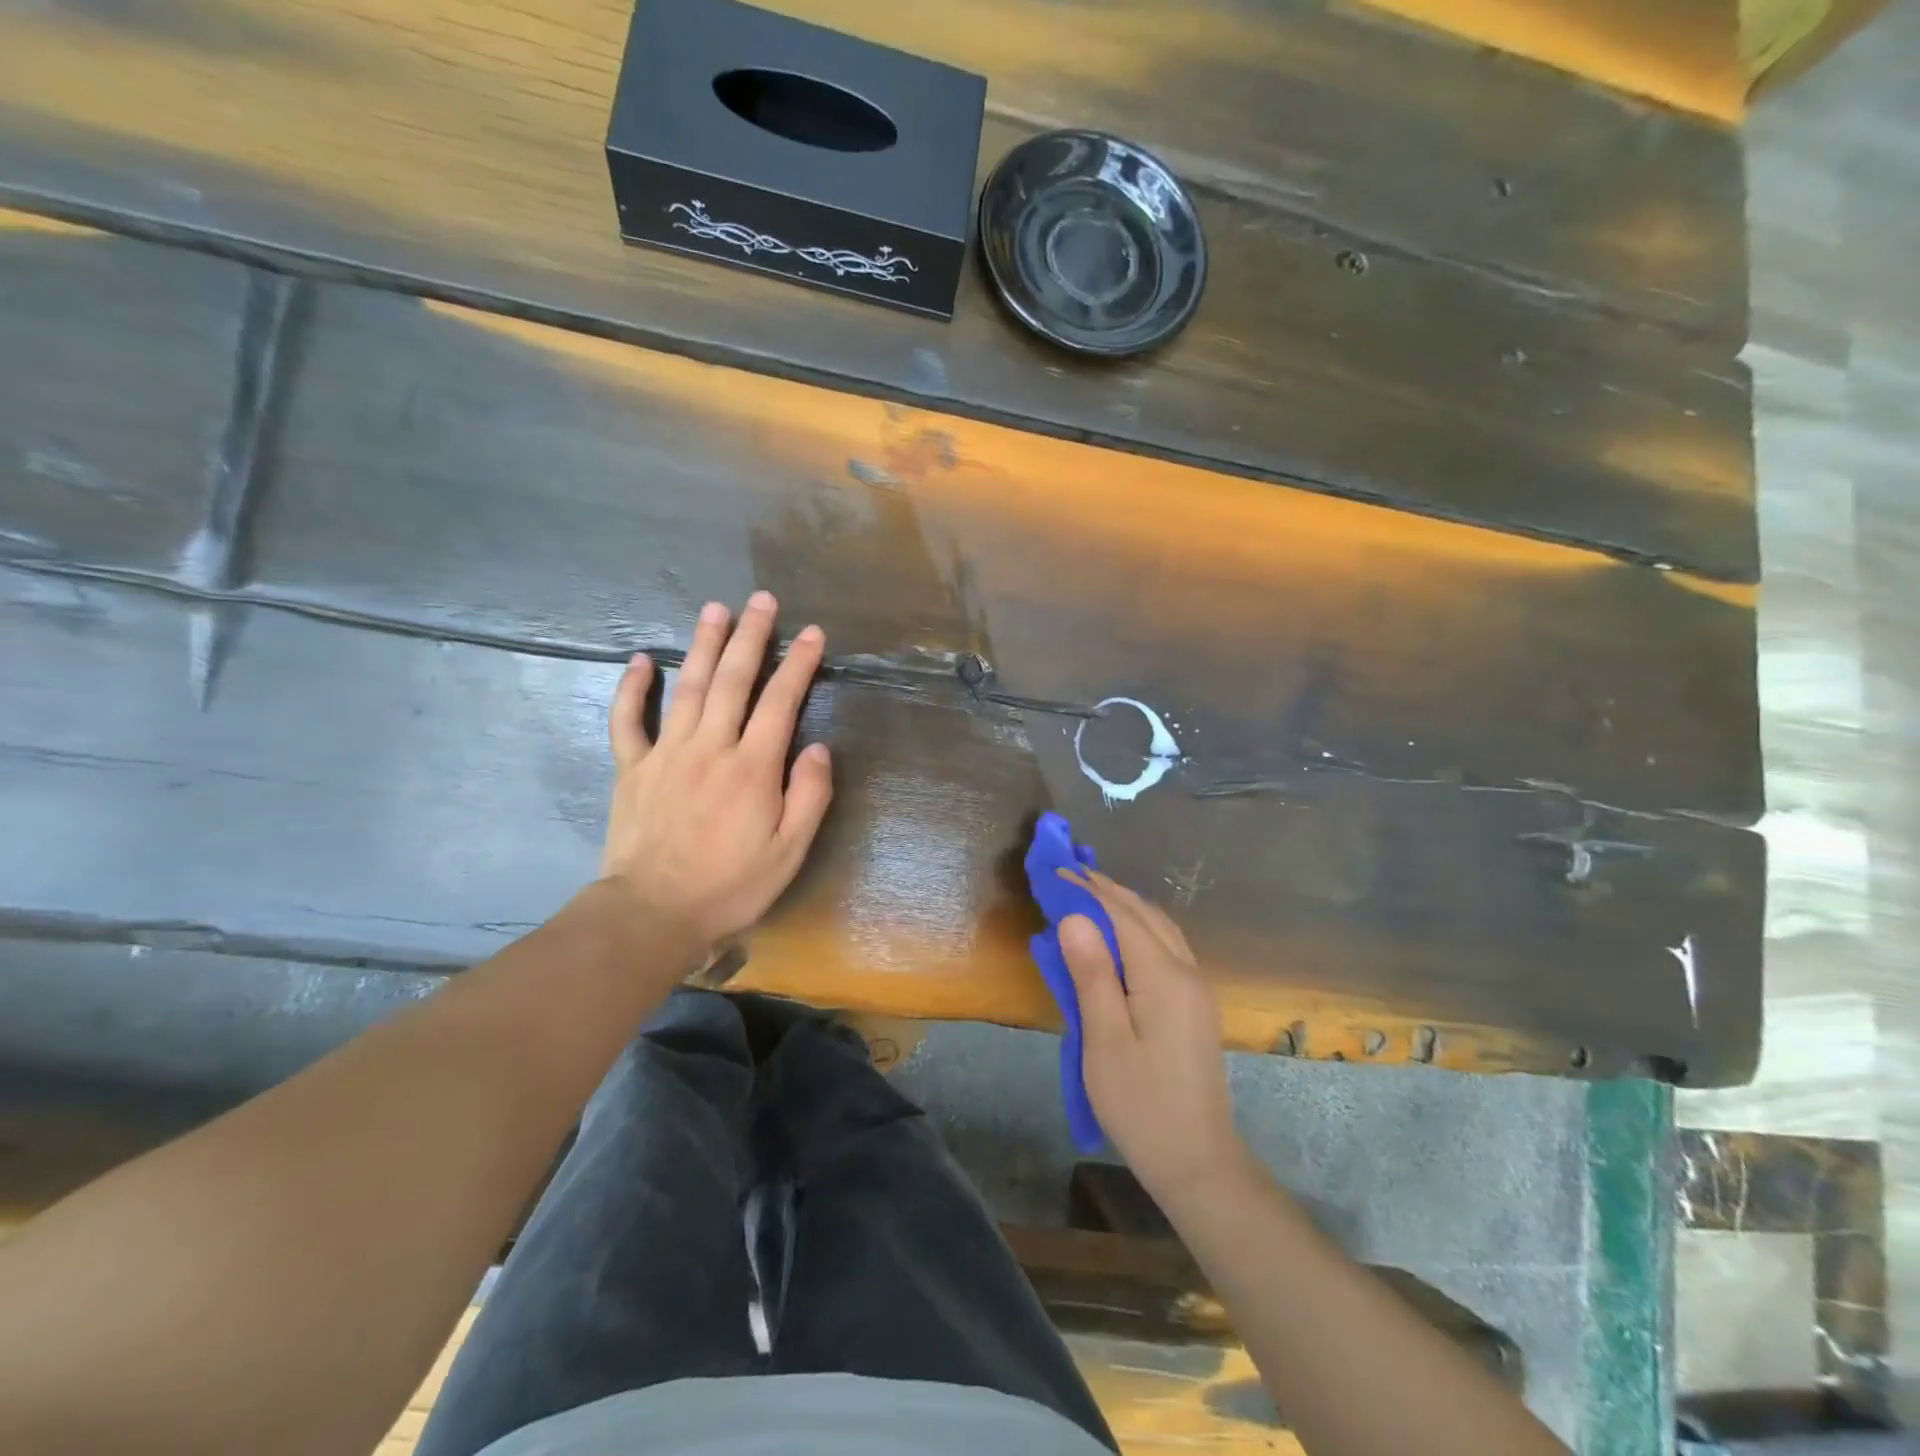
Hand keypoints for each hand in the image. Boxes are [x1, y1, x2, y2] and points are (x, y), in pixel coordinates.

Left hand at [601, 592, 832, 952]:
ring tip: (716, 609)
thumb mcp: (789, 851)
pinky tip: (642, 659)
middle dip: (752, 637)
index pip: (782, 701)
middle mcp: (711, 747)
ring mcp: (667, 753)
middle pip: (735, 680)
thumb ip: (809, 796)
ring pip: (690, 687)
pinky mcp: (633, 768)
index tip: (813, 633)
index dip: (799, 664)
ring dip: (705, 645)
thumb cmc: (730, 885)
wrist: (653, 913)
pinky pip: (629, 720)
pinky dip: (633, 687)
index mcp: (753, 767)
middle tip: (762, 600)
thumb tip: (819, 748)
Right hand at [1060, 872, 1246, 1197]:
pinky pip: (1165, 946)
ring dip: (1124, 905)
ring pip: (1159, 927)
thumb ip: (1091, 974)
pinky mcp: (1195, 1004)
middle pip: (1144, 913)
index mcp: (1164, 976)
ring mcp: (1196, 988)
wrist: (1197, 1160)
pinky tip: (1120, 935)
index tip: (1055, 870)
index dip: (1088, 889)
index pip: (1122, 914)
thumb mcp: (1104, 1040)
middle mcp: (1187, 971)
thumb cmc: (1141, 1103)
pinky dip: (1138, 927)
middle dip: (1106, 889)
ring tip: (1088, 895)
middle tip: (1067, 873)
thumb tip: (1074, 917)